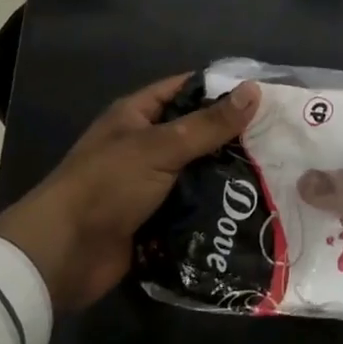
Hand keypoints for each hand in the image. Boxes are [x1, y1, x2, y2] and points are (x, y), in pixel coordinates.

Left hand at [0, 75, 259, 310]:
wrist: (62, 255)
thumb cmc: (107, 186)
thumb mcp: (160, 148)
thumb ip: (208, 124)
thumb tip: (254, 91)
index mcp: (137, 115)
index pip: (186, 89)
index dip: (222, 89)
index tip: (265, 96)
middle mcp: (144, 145)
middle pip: (196, 133)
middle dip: (233, 137)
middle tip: (280, 140)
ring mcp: (149, 183)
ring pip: (198, 172)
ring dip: (227, 176)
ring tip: (275, 175)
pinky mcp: (154, 219)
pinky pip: (192, 206)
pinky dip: (215, 208)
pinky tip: (250, 210)